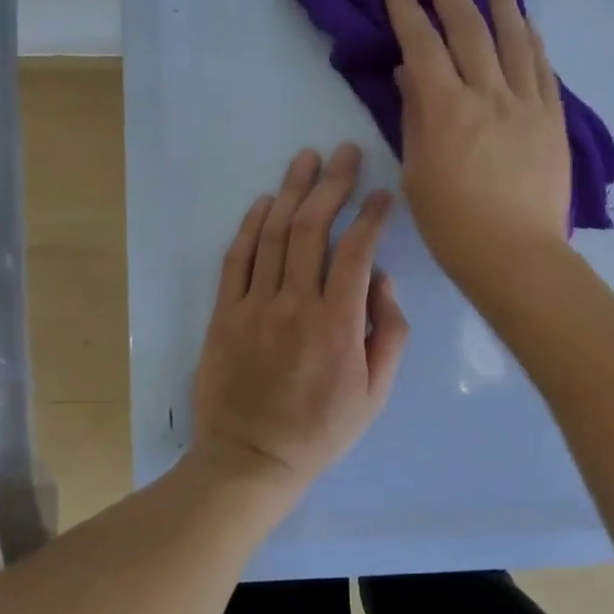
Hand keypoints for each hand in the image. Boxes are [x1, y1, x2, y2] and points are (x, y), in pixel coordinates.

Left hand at [190, 143, 409, 496]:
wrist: (250, 460)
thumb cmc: (322, 430)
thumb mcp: (376, 393)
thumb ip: (389, 333)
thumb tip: (382, 280)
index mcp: (338, 324)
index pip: (357, 250)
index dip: (371, 214)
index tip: (382, 194)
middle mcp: (294, 304)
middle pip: (311, 228)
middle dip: (332, 184)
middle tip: (345, 153)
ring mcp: (253, 306)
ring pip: (272, 233)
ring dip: (292, 190)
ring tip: (307, 159)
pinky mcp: (223, 314)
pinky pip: (237, 258)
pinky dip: (251, 224)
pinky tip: (266, 199)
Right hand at [383, 0, 571, 294]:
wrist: (517, 256)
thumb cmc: (454, 226)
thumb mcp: (417, 173)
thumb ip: (414, 116)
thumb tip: (409, 72)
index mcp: (447, 109)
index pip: (422, 43)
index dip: (406, 9)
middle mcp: (489, 94)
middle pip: (468, 28)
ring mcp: (527, 104)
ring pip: (514, 36)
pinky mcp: (553, 119)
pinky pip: (543, 67)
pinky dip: (532, 38)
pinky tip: (526, 21)